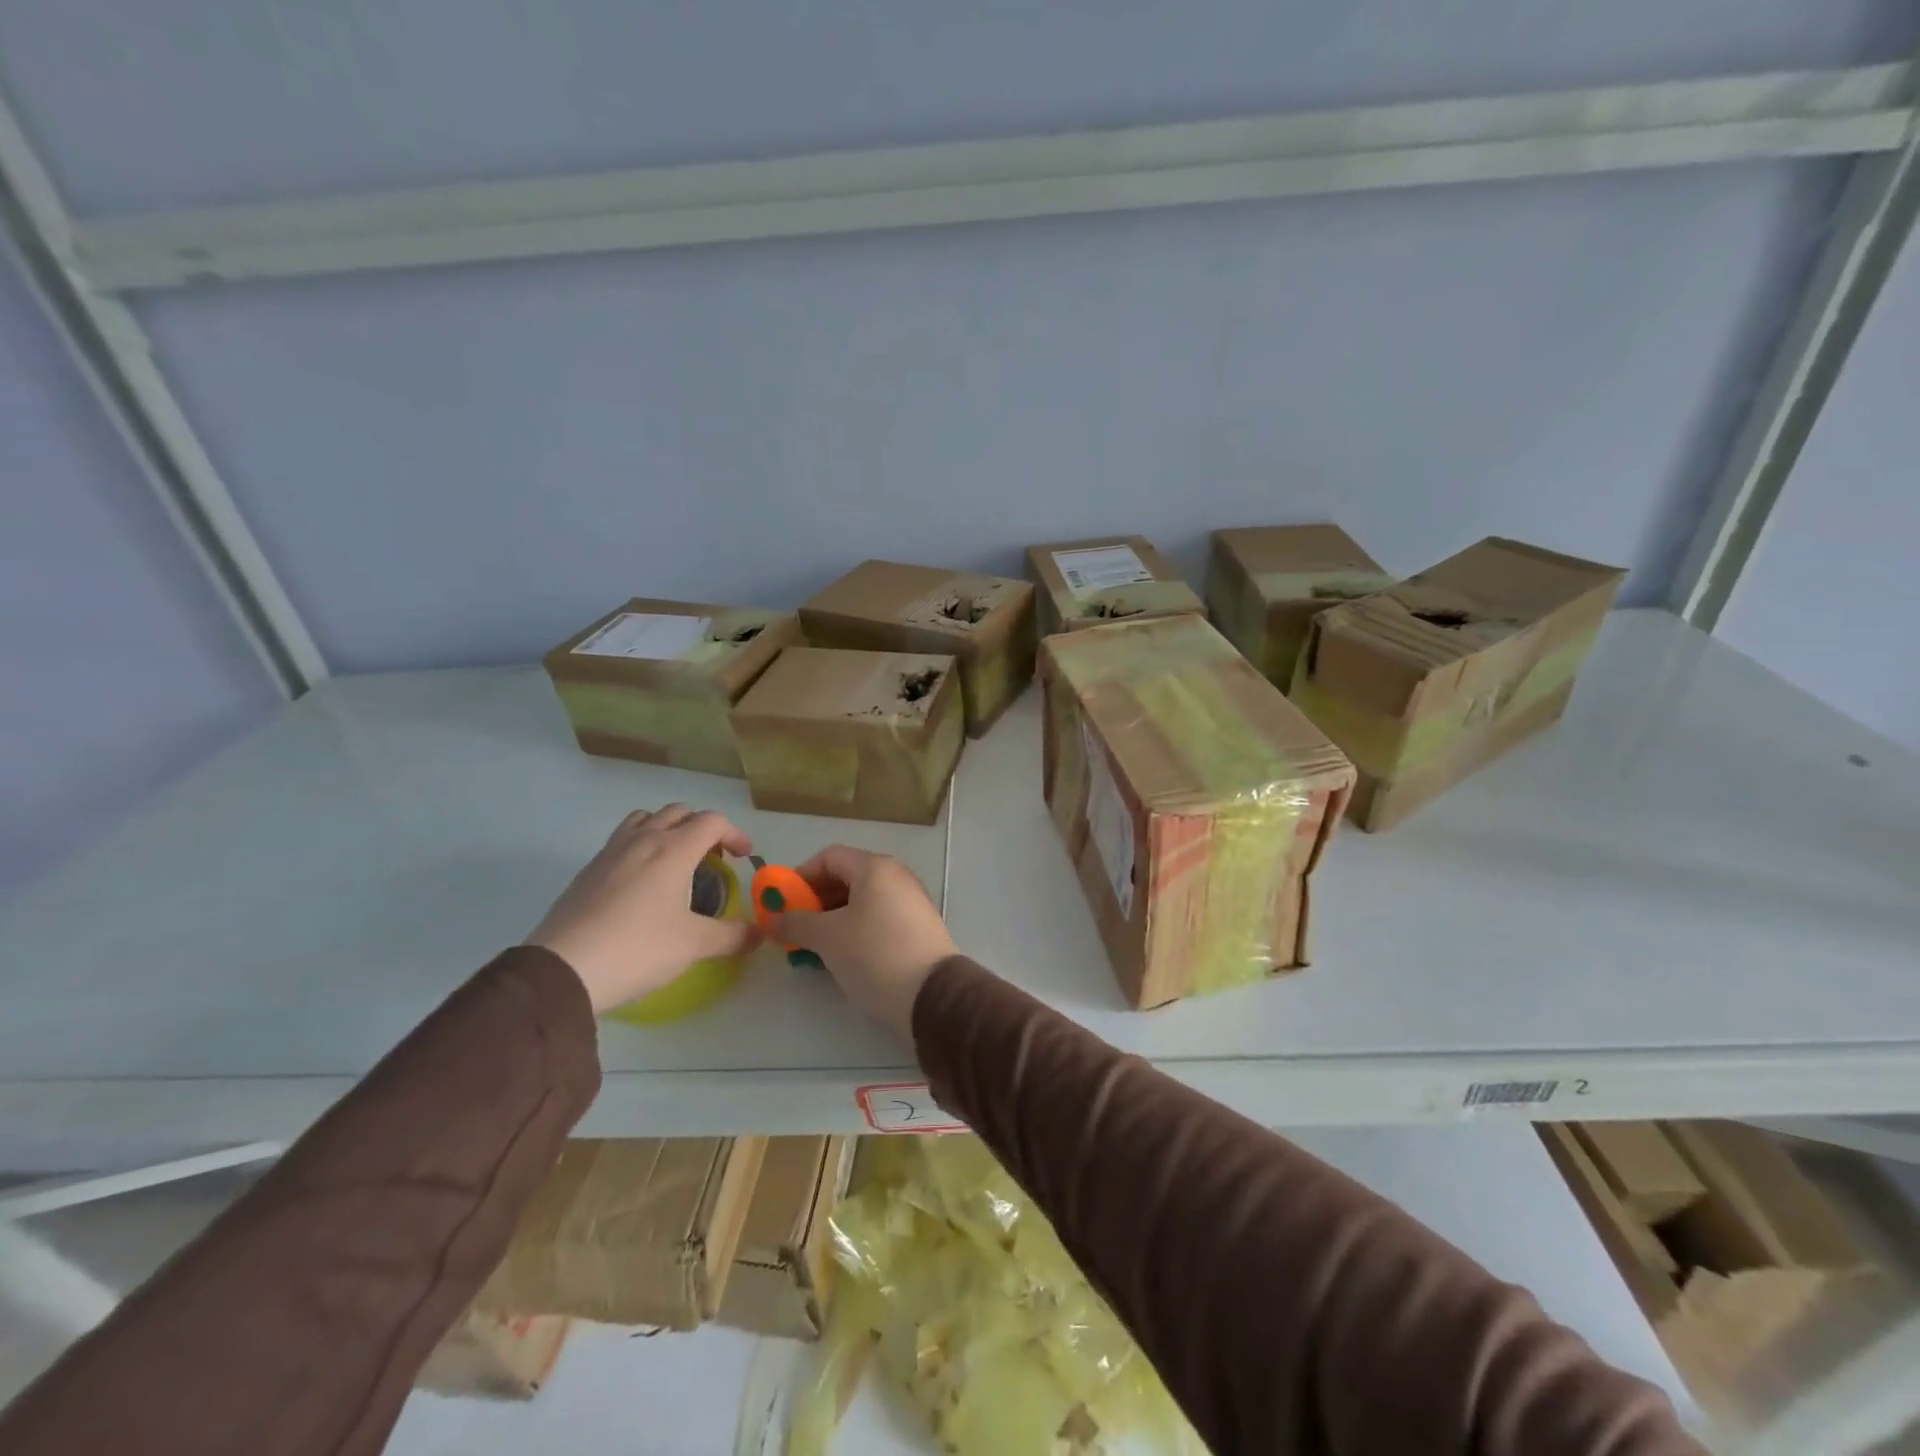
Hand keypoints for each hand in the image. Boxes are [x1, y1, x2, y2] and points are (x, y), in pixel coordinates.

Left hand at [529, 805, 759, 1014]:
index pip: (712, 821)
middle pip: (679, 812)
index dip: (734, 834)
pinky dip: (641, 846)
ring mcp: (610, 852)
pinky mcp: (587, 871)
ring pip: (645, 819)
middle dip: (702, 828)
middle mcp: (643, 840)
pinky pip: (622, 840)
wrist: (563, 970)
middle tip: (712, 858)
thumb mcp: (694, 945)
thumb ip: (732, 936)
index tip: (744, 857)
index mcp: (673, 850)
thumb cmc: (638, 949)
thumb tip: (759, 935)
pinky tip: (641, 883)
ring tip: (675, 859)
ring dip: (667, 828)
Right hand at [765, 845, 956, 1042]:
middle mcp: (896, 877)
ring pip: (861, 901)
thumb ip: (795, 923)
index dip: (801, 876)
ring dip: (832, 919)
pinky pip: (877, 919)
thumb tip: (769, 918)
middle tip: (794, 929)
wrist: (932, 994)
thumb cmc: (875, 953)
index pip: (829, 857)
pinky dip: (855, 930)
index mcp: (876, 868)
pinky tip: (841, 956)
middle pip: (846, 877)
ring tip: (813, 947)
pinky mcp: (917, 928)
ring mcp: (910, 902)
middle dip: (815, 901)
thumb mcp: (828, 937)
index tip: (782, 904)